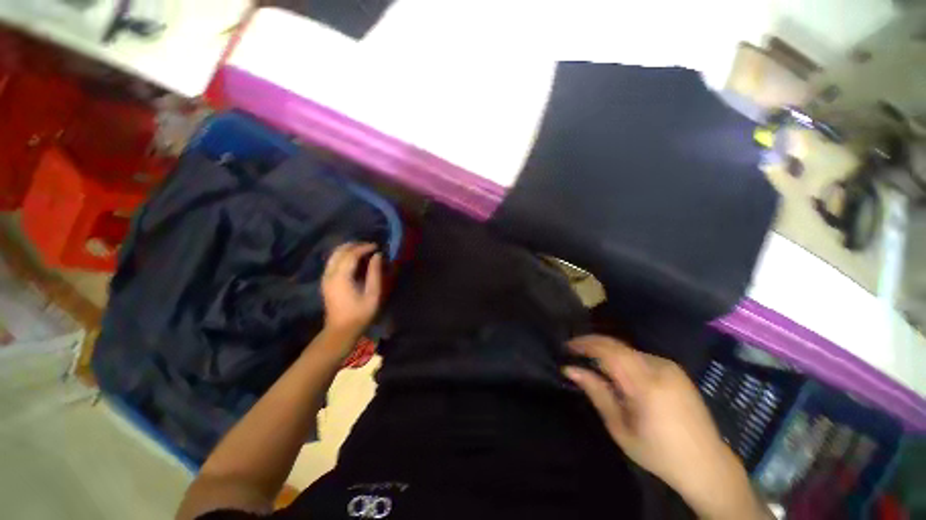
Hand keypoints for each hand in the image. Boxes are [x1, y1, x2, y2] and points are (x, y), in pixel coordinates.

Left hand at [321, 242, 382, 335]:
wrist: (340, 331)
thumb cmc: (360, 314)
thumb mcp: (373, 295)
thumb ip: (375, 273)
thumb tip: (378, 256)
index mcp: (341, 277)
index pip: (351, 254)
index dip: (364, 247)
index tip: (377, 246)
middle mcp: (330, 274)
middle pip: (340, 251)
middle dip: (355, 245)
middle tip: (371, 246)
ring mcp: (325, 278)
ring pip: (334, 255)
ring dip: (348, 249)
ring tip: (363, 250)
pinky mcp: (326, 281)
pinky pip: (333, 261)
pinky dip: (343, 256)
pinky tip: (354, 259)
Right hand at [565, 335, 765, 519]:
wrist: (707, 465)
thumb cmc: (658, 453)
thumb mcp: (620, 428)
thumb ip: (596, 393)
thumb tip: (570, 368)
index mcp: (646, 385)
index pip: (609, 351)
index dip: (585, 344)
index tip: (567, 346)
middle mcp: (659, 368)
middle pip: (617, 345)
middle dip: (592, 343)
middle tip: (574, 351)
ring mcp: (670, 367)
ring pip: (628, 349)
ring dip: (607, 351)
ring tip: (591, 361)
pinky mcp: (675, 370)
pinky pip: (640, 356)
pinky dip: (622, 357)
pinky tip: (616, 371)